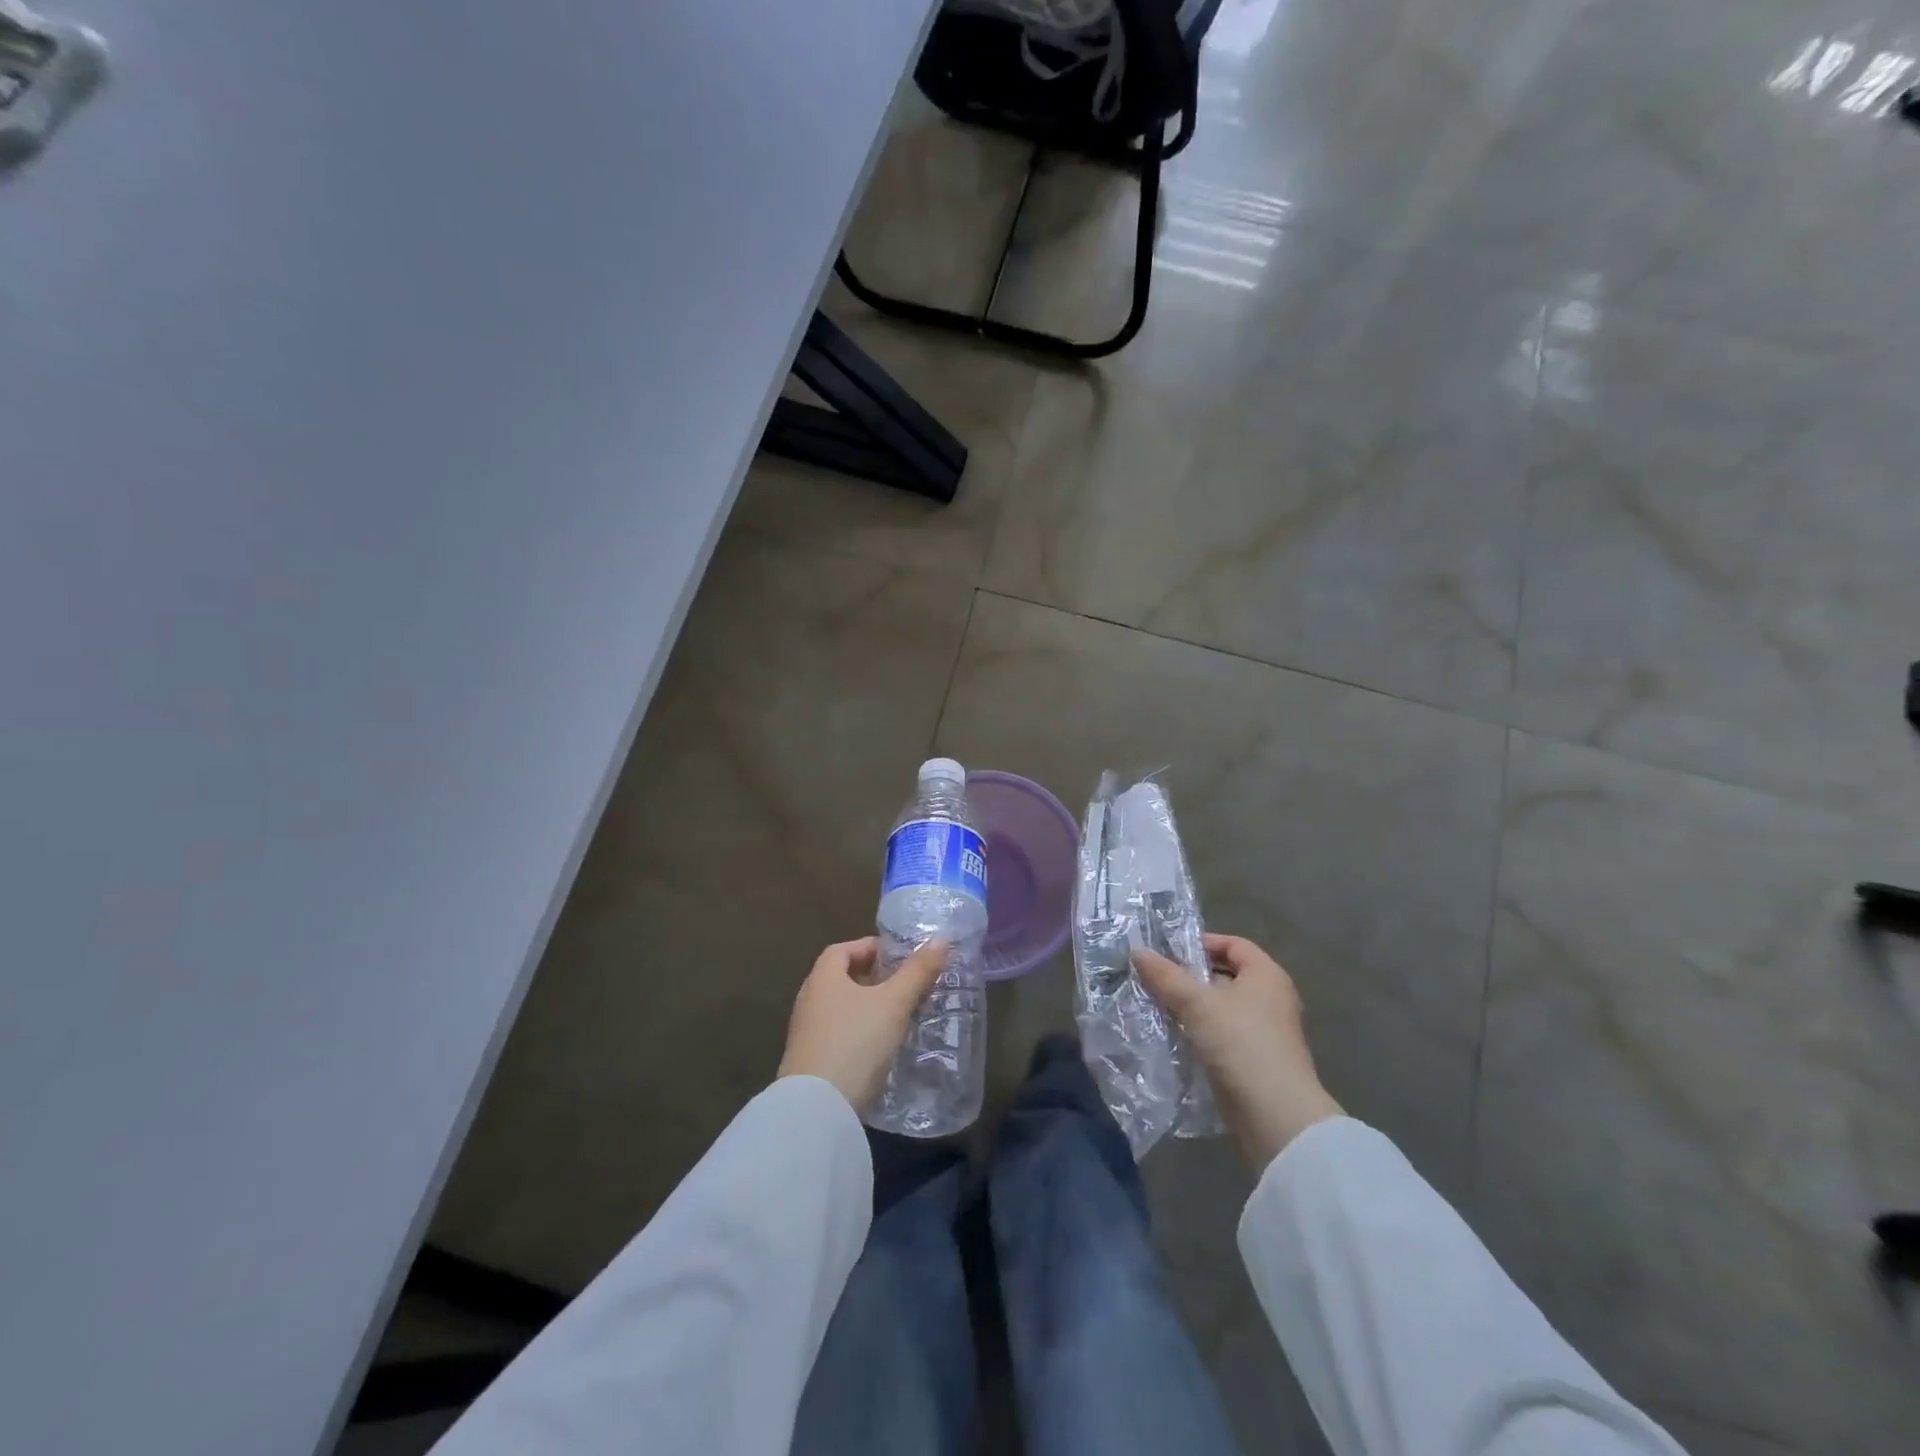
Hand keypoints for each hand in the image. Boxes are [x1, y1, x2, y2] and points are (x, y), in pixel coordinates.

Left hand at [779, 937, 947, 1112]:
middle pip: (841, 978)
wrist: (817, 1110)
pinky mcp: (809, 1063)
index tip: (899, 957)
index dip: (870, 948)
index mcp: (823, 978)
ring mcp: (806, 1034)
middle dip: (873, 979)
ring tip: (900, 1016)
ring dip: (868, 1008)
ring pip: (841, 1009)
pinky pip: (838, 1036)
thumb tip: (941, 939)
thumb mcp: (894, 1004)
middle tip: (905, 985)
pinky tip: (881, 1048)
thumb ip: (917, 972)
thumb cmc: (856, 1042)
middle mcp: (809, 1000)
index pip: (843, 949)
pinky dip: (860, 1033)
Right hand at [1134, 933, 1343, 1170]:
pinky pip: (1225, 1034)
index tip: (1169, 952)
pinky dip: (1203, 1032)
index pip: (1234, 944)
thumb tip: (1138, 951)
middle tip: (1158, 979)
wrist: (1275, 1116)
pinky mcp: (1258, 1060)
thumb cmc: (1240, 1043)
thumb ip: (1166, 976)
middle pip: (1227, 975)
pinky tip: (1177, 1037)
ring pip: (1223, 1008)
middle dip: (1192, 976)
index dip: (1202, 943)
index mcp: (1266, 975)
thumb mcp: (1196, 1004)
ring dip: (1194, 1007)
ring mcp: (1267, 1032)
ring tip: (1160, 1007)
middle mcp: (1272, 998)